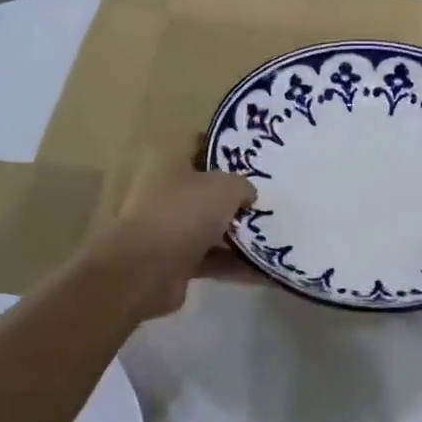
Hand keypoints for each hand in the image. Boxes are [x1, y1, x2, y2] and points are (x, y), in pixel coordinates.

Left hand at [81, 164, 256, 319]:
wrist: (148, 270)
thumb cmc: (185, 213)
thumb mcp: (226, 187)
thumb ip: (242, 185)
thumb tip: (248, 196)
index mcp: (168, 165)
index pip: (199, 150)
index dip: (225, 155)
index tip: (253, 163)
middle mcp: (164, 195)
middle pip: (207, 194)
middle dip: (236, 201)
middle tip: (268, 204)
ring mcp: (167, 231)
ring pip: (210, 229)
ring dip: (238, 236)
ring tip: (273, 238)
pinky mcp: (174, 263)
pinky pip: (212, 259)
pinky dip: (234, 264)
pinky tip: (264, 269)